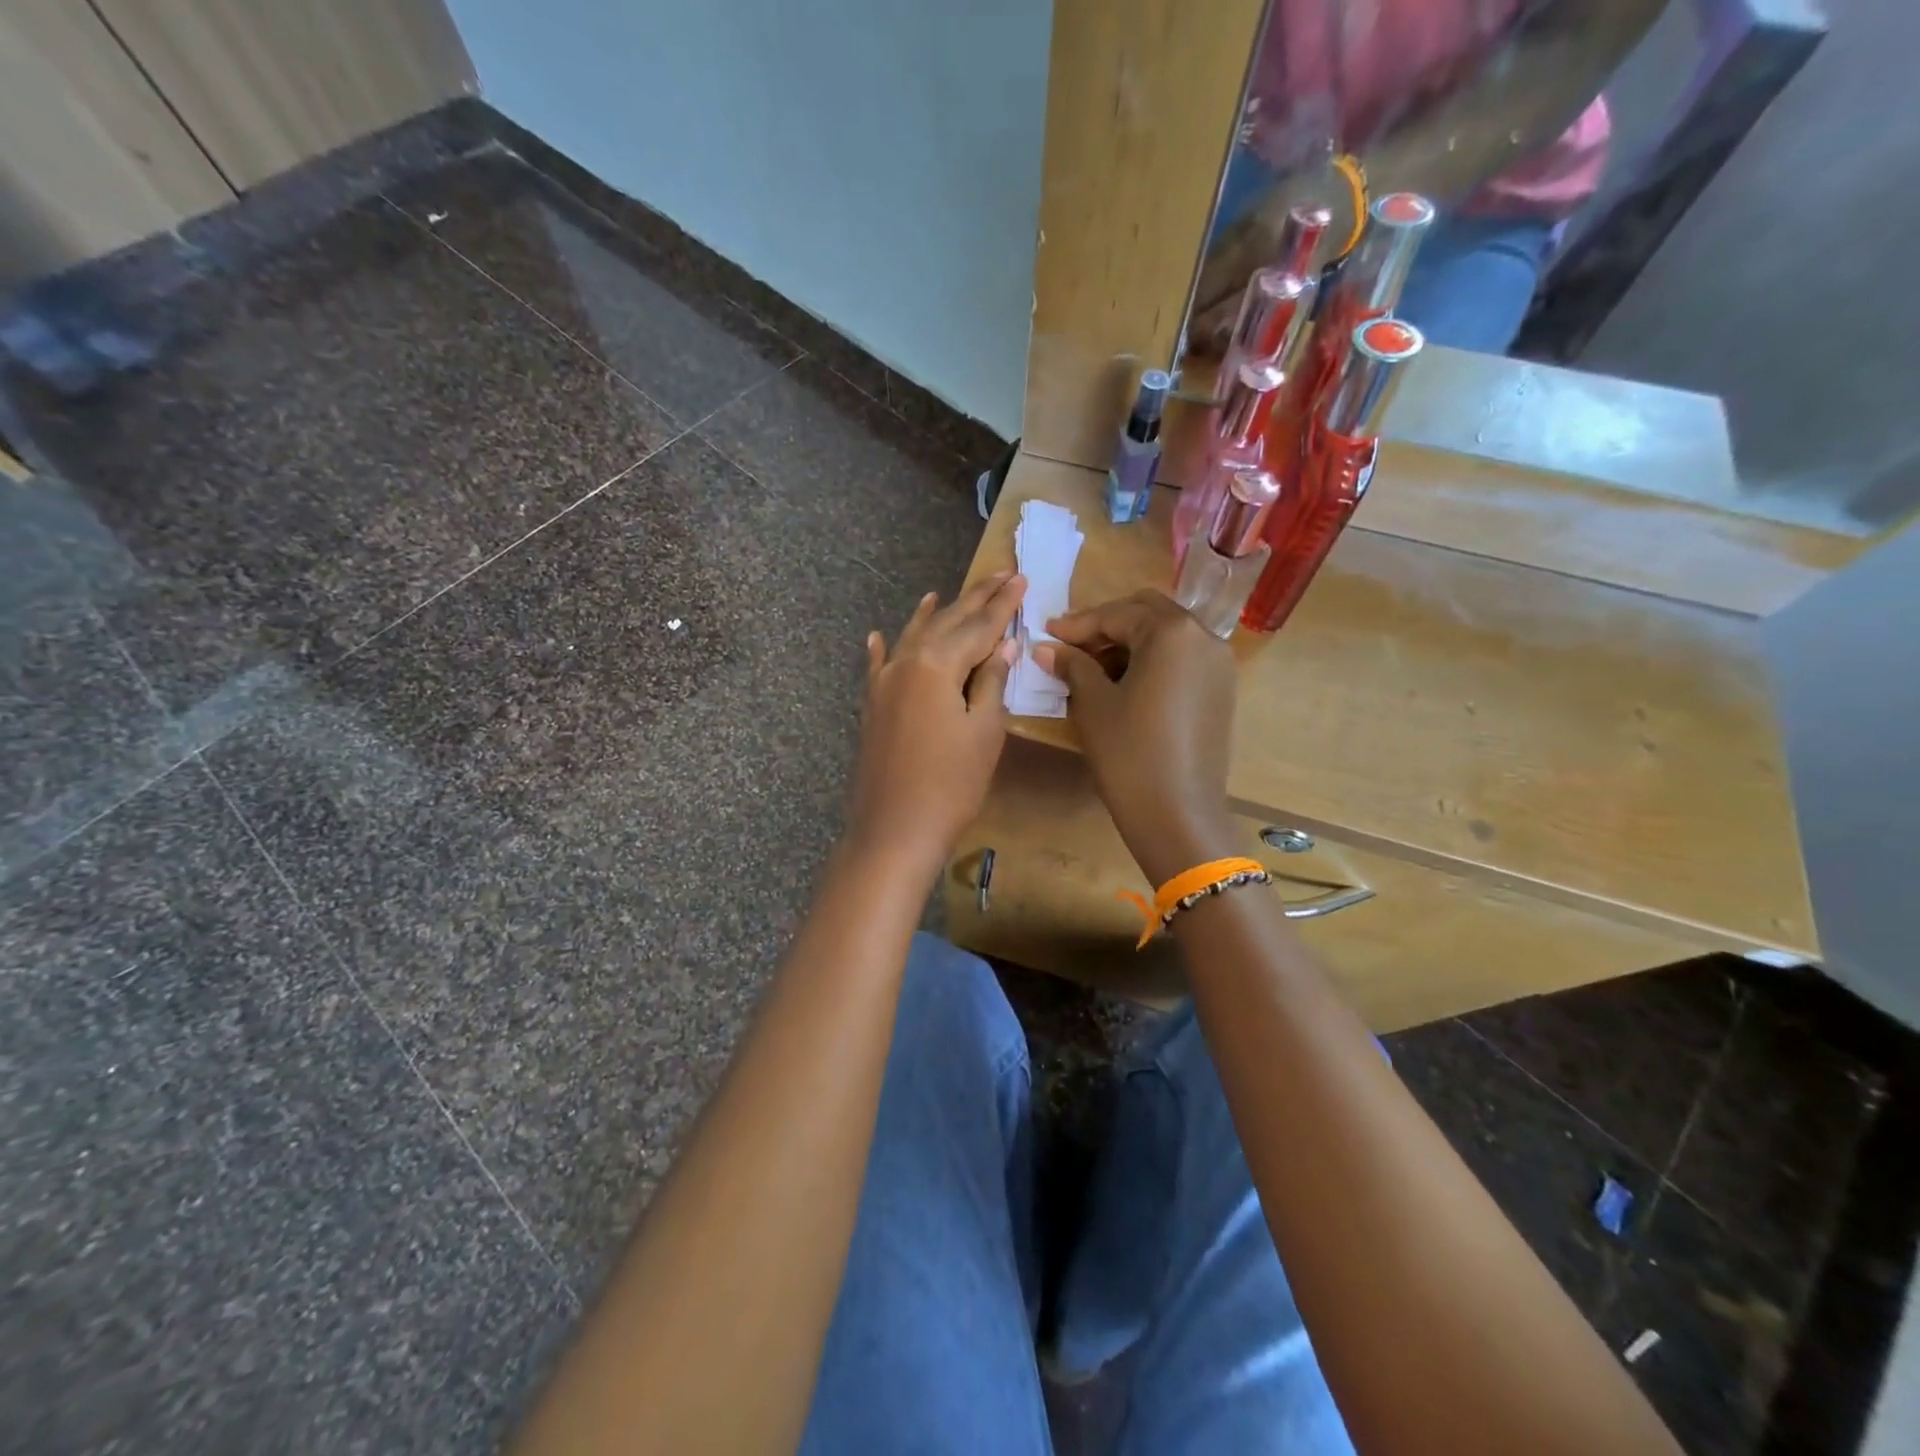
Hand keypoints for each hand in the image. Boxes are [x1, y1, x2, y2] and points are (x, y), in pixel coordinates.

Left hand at [845, 573, 1025, 871]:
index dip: (1003, 604)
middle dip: (974, 600)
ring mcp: (882, 684)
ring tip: (944, 592)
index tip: (1021, 578)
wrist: (894, 830)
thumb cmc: (951, 785)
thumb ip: (991, 682)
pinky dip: (883, 647)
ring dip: (931, 615)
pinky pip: (878, 666)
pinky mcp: (871, 707)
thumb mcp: (984, 731)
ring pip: (912, 637)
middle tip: (998, 574)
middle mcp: (905, 663)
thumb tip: (1003, 645)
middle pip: (945, 623)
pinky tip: (878, 634)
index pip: (979, 626)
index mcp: (936, 664)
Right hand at [1033, 591, 1238, 883]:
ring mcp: (1219, 665)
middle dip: (1108, 625)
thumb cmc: (1129, 752)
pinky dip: (1153, 661)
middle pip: (1148, 614)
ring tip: (1094, 669)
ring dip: (1131, 642)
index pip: (1116, 614)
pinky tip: (1125, 685)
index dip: (1077, 625)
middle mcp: (1204, 637)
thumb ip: (1072, 665)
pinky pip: (1183, 660)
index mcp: (1172, 632)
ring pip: (1168, 636)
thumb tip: (1046, 647)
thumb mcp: (1093, 703)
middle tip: (1072, 647)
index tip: (1047, 634)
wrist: (1177, 813)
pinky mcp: (1221, 691)